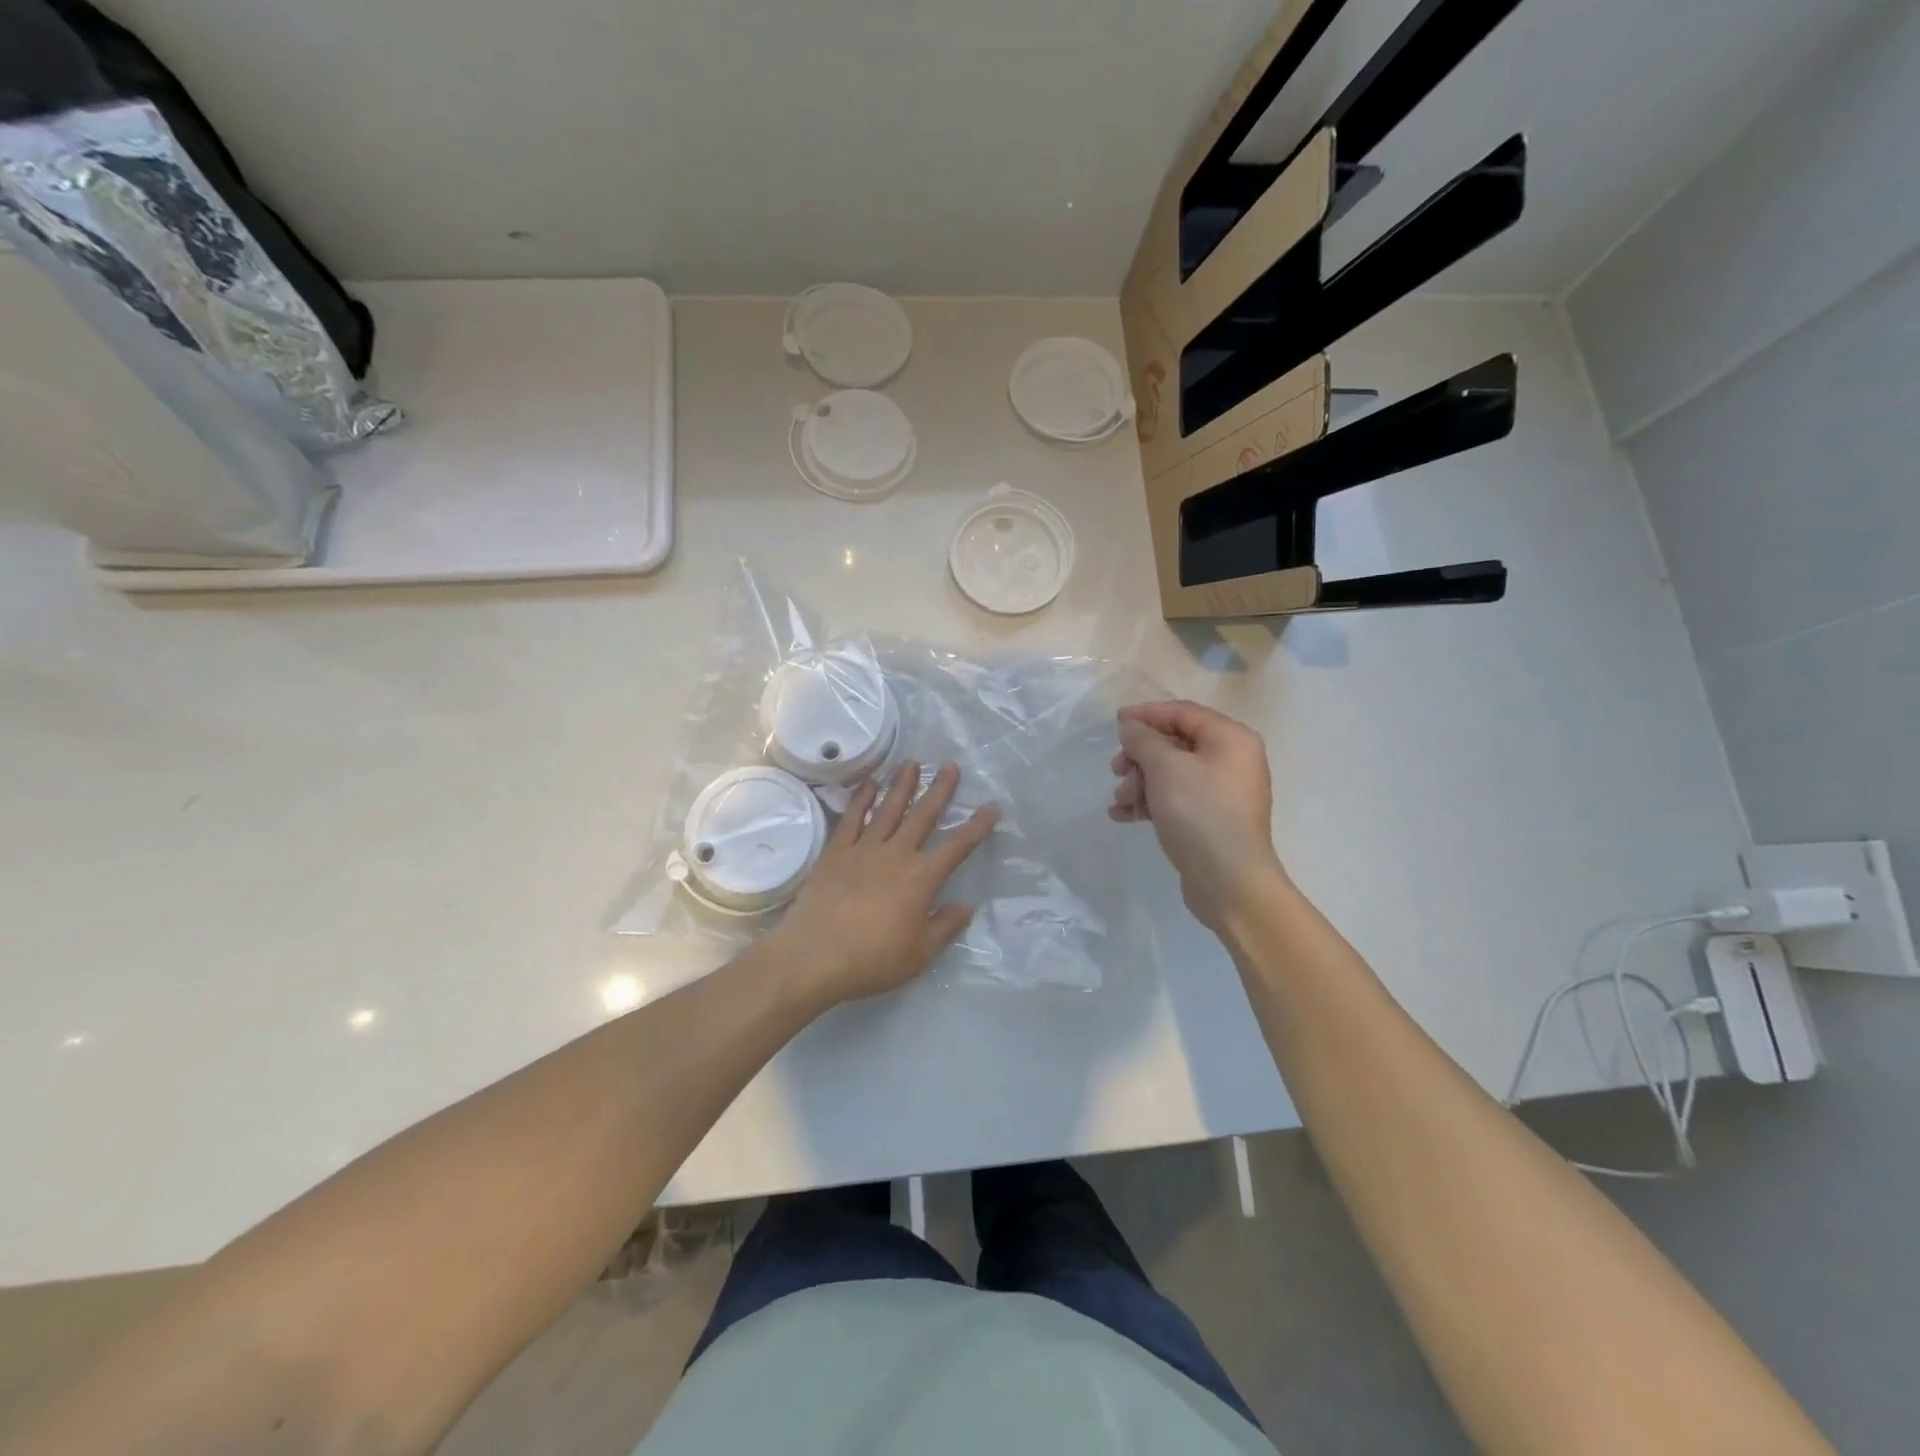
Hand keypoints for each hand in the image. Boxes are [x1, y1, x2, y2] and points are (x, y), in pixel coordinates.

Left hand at [771, 761, 999, 1006]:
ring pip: (888, 809)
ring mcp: (863, 849)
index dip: (977, 826)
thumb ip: (945, 927)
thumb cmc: (871, 960)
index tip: (991, 807)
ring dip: (902, 786)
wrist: (813, 956)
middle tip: (950, 766)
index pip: (957, 846)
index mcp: (921, 879)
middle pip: (923, 816)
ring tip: (912, 764)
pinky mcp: (835, 852)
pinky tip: (869, 784)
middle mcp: (896, 855)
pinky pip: (852, 818)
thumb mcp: (919, 955)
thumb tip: (966, 906)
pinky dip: (862, 799)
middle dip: (939, 791)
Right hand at [1110, 700, 1285, 931]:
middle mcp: (1231, 760)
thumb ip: (1144, 740)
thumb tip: (1132, 726)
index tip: (1115, 723)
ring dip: (1140, 782)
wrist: (1229, 882)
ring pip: (1171, 774)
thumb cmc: (1200, 813)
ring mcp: (1222, 792)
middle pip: (1175, 743)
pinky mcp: (1211, 819)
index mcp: (1230, 738)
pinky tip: (1123, 815)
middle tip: (1116, 770)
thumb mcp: (1166, 768)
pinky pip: (1175, 799)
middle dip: (1140, 756)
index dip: (1146, 714)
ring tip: (1121, 800)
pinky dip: (1150, 803)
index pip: (1182, 713)